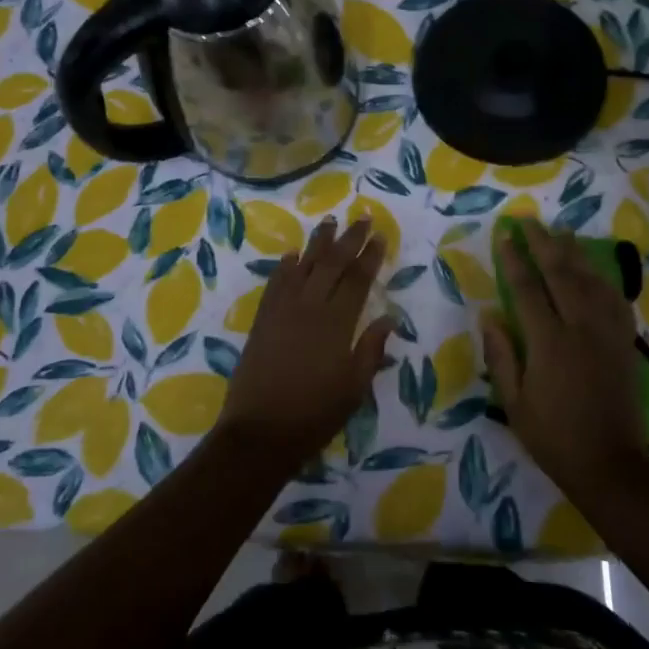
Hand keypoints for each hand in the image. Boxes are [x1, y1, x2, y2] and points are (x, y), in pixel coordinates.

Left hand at [217, 217, 394, 467]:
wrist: (260, 430)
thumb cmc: (315, 414)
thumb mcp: (354, 388)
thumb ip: (371, 350)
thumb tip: (389, 319)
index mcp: (336, 324)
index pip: (357, 280)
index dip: (370, 256)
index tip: (380, 236)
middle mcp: (309, 307)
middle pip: (332, 264)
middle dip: (349, 239)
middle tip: (362, 218)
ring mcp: (282, 310)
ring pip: (303, 266)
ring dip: (318, 242)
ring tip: (329, 222)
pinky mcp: (262, 319)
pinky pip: (276, 283)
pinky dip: (286, 266)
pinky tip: (293, 254)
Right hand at [480, 221, 648, 497]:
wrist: (611, 465)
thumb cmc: (553, 437)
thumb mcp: (513, 402)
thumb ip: (500, 355)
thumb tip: (489, 314)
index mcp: (549, 342)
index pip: (527, 288)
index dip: (514, 258)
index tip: (504, 234)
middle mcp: (581, 328)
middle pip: (562, 273)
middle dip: (543, 243)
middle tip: (529, 220)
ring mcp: (608, 333)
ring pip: (592, 280)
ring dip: (575, 253)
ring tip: (562, 231)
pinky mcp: (624, 343)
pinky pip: (616, 300)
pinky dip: (603, 279)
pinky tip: (595, 270)